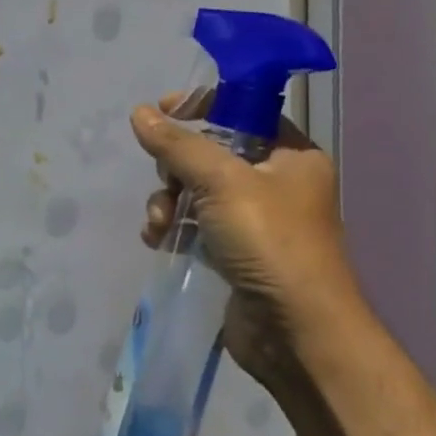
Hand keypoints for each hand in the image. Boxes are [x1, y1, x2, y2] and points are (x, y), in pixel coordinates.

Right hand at [130, 96, 362, 380]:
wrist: (295, 330)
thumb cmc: (269, 242)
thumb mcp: (221, 181)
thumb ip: (178, 145)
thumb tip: (140, 113)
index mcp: (291, 156)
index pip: (244, 111)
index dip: (204, 105)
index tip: (164, 110)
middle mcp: (275, 183)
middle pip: (209, 152)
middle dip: (175, 167)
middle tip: (168, 183)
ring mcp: (253, 220)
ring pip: (193, 190)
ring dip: (167, 202)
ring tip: (160, 224)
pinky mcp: (232, 251)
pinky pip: (191, 223)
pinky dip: (171, 227)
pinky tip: (159, 240)